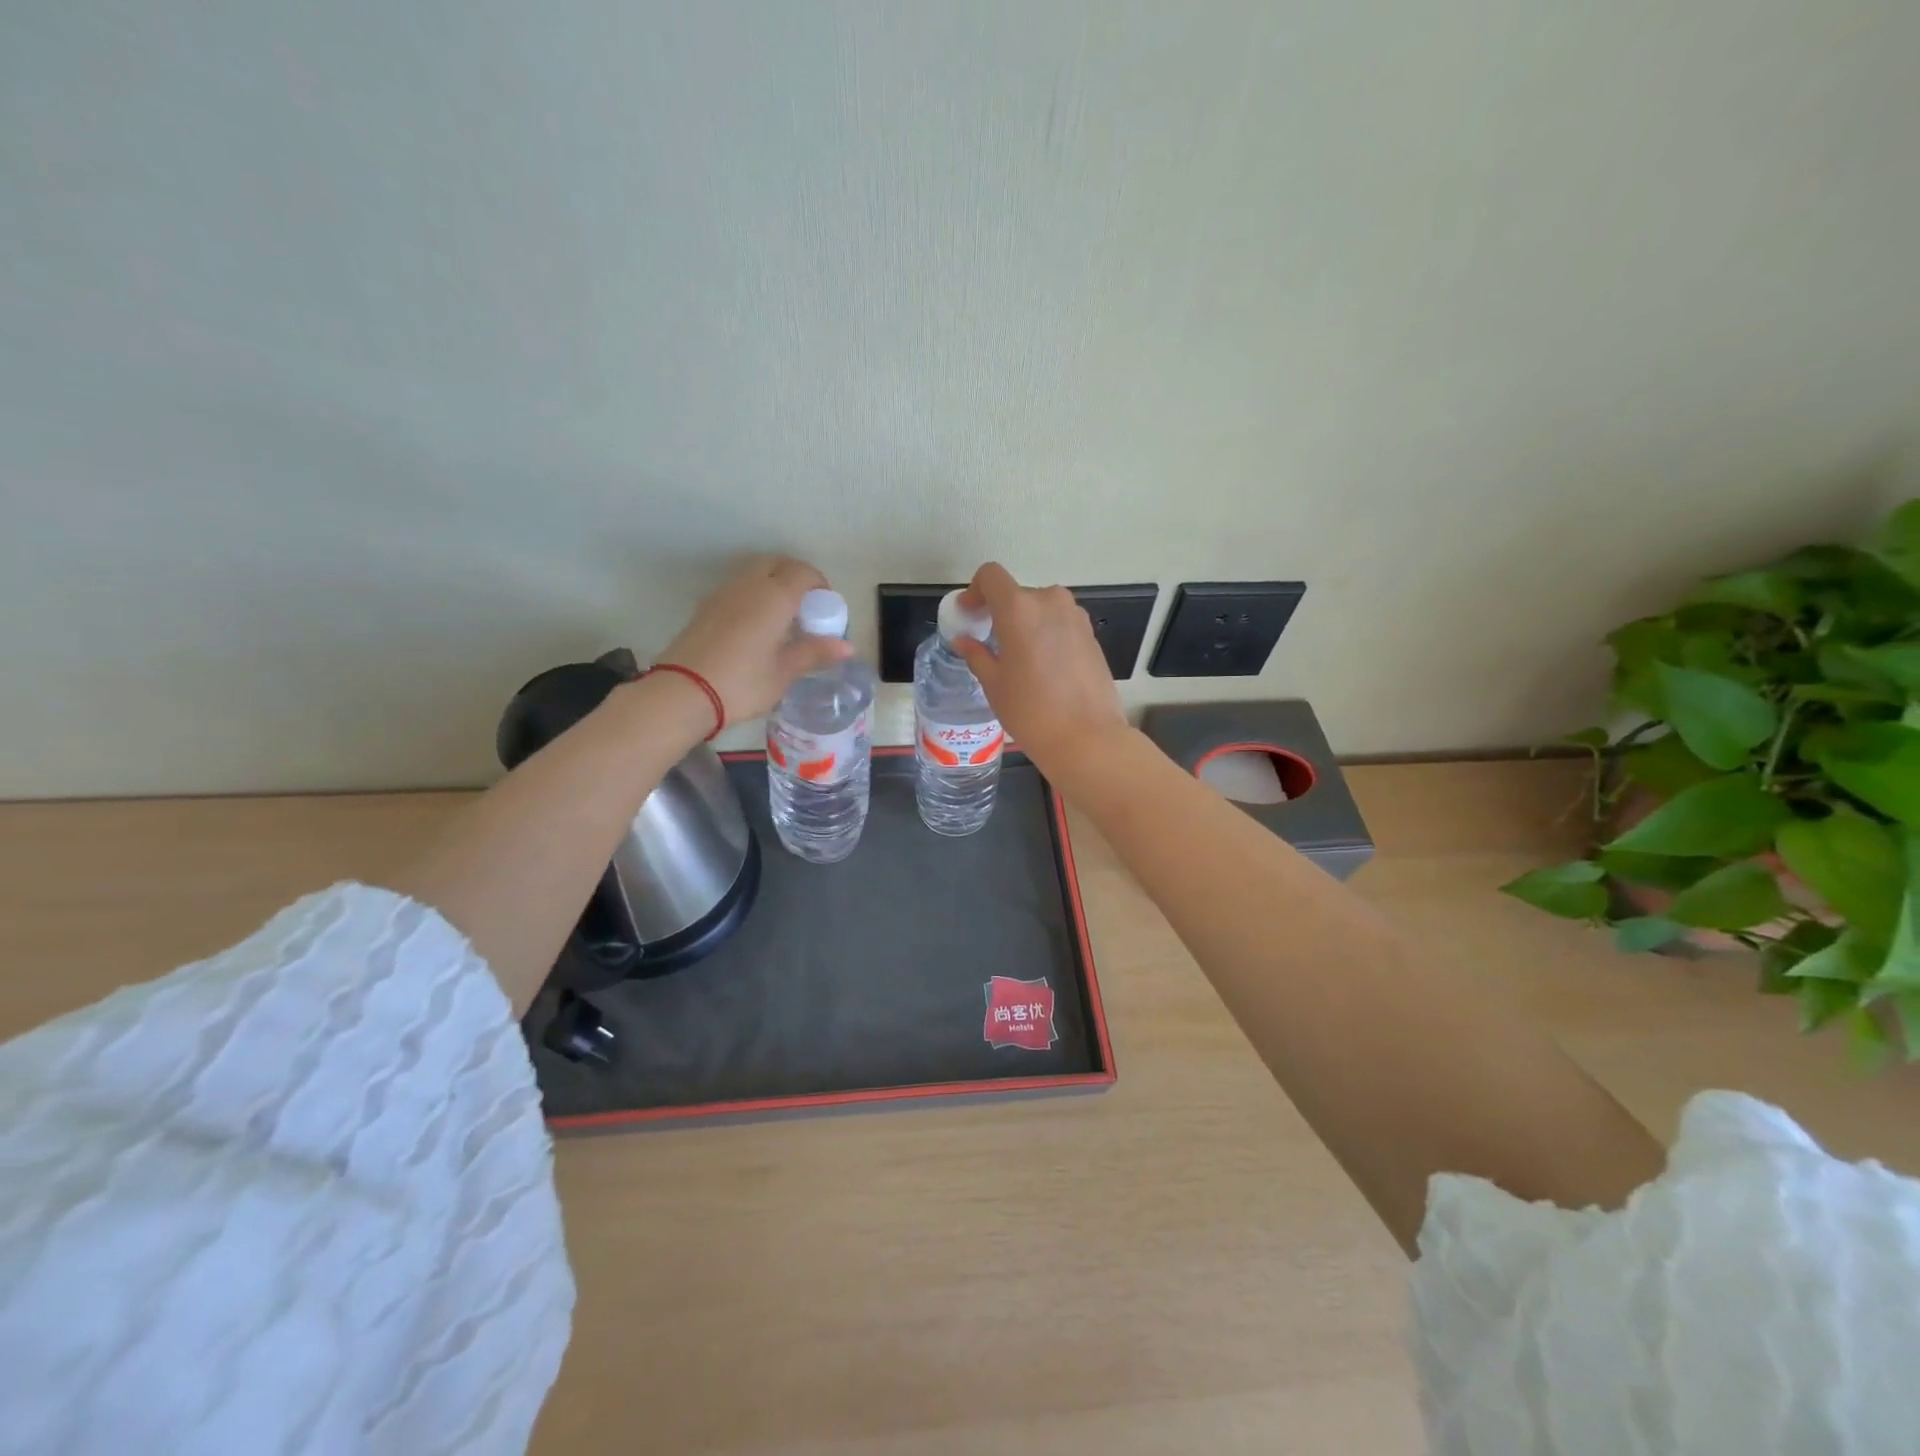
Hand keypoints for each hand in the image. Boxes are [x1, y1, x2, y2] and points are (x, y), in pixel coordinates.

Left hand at [658, 556, 849, 725]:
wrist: (683, 692)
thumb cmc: (742, 683)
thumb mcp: (784, 672)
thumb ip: (815, 653)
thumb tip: (847, 647)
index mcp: (774, 596)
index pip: (803, 573)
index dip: (819, 585)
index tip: (826, 608)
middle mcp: (749, 585)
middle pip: (776, 564)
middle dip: (795, 577)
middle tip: (805, 607)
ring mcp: (723, 593)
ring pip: (754, 574)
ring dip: (772, 584)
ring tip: (781, 618)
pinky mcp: (705, 607)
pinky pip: (738, 589)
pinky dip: (753, 596)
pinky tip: (756, 627)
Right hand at [951, 563, 1129, 773]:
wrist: (1087, 737)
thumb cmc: (1031, 711)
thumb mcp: (994, 684)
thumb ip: (977, 654)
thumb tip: (964, 641)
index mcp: (1019, 608)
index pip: (991, 576)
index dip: (975, 590)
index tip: (969, 615)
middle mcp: (1050, 601)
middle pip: (1017, 594)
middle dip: (1000, 613)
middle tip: (990, 643)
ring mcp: (1075, 617)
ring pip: (1041, 609)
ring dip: (1025, 623)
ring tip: (1018, 658)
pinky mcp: (1091, 634)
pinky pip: (1060, 624)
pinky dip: (1046, 634)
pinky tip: (1044, 668)